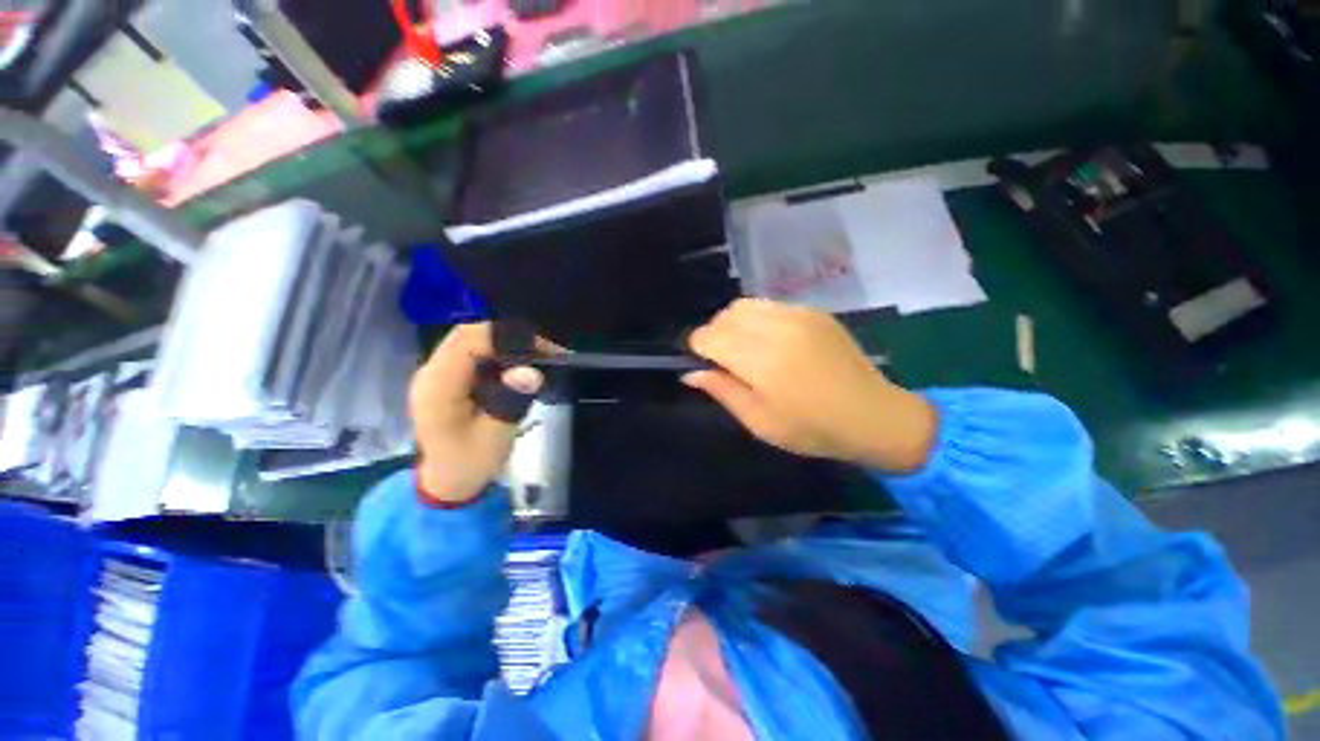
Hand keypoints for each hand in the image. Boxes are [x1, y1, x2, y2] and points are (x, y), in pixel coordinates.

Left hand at [409, 323, 549, 503]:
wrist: (446, 481)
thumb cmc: (469, 463)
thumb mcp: (495, 437)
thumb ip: (510, 401)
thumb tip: (531, 372)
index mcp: (438, 385)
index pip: (470, 340)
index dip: (508, 336)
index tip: (544, 347)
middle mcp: (432, 370)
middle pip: (470, 333)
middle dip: (510, 335)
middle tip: (546, 350)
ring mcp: (438, 371)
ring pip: (472, 338)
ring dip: (506, 342)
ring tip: (537, 355)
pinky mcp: (448, 375)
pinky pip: (474, 351)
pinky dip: (499, 351)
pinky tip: (518, 364)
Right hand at [683, 299, 937, 472]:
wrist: (874, 416)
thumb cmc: (811, 429)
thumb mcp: (759, 422)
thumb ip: (722, 391)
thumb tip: (691, 372)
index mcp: (761, 361)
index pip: (709, 336)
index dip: (699, 349)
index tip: (706, 364)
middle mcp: (777, 329)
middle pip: (725, 316)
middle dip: (715, 335)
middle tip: (726, 361)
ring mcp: (798, 315)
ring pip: (745, 305)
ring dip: (734, 324)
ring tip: (747, 349)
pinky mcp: (814, 311)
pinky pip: (769, 305)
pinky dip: (758, 319)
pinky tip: (771, 342)